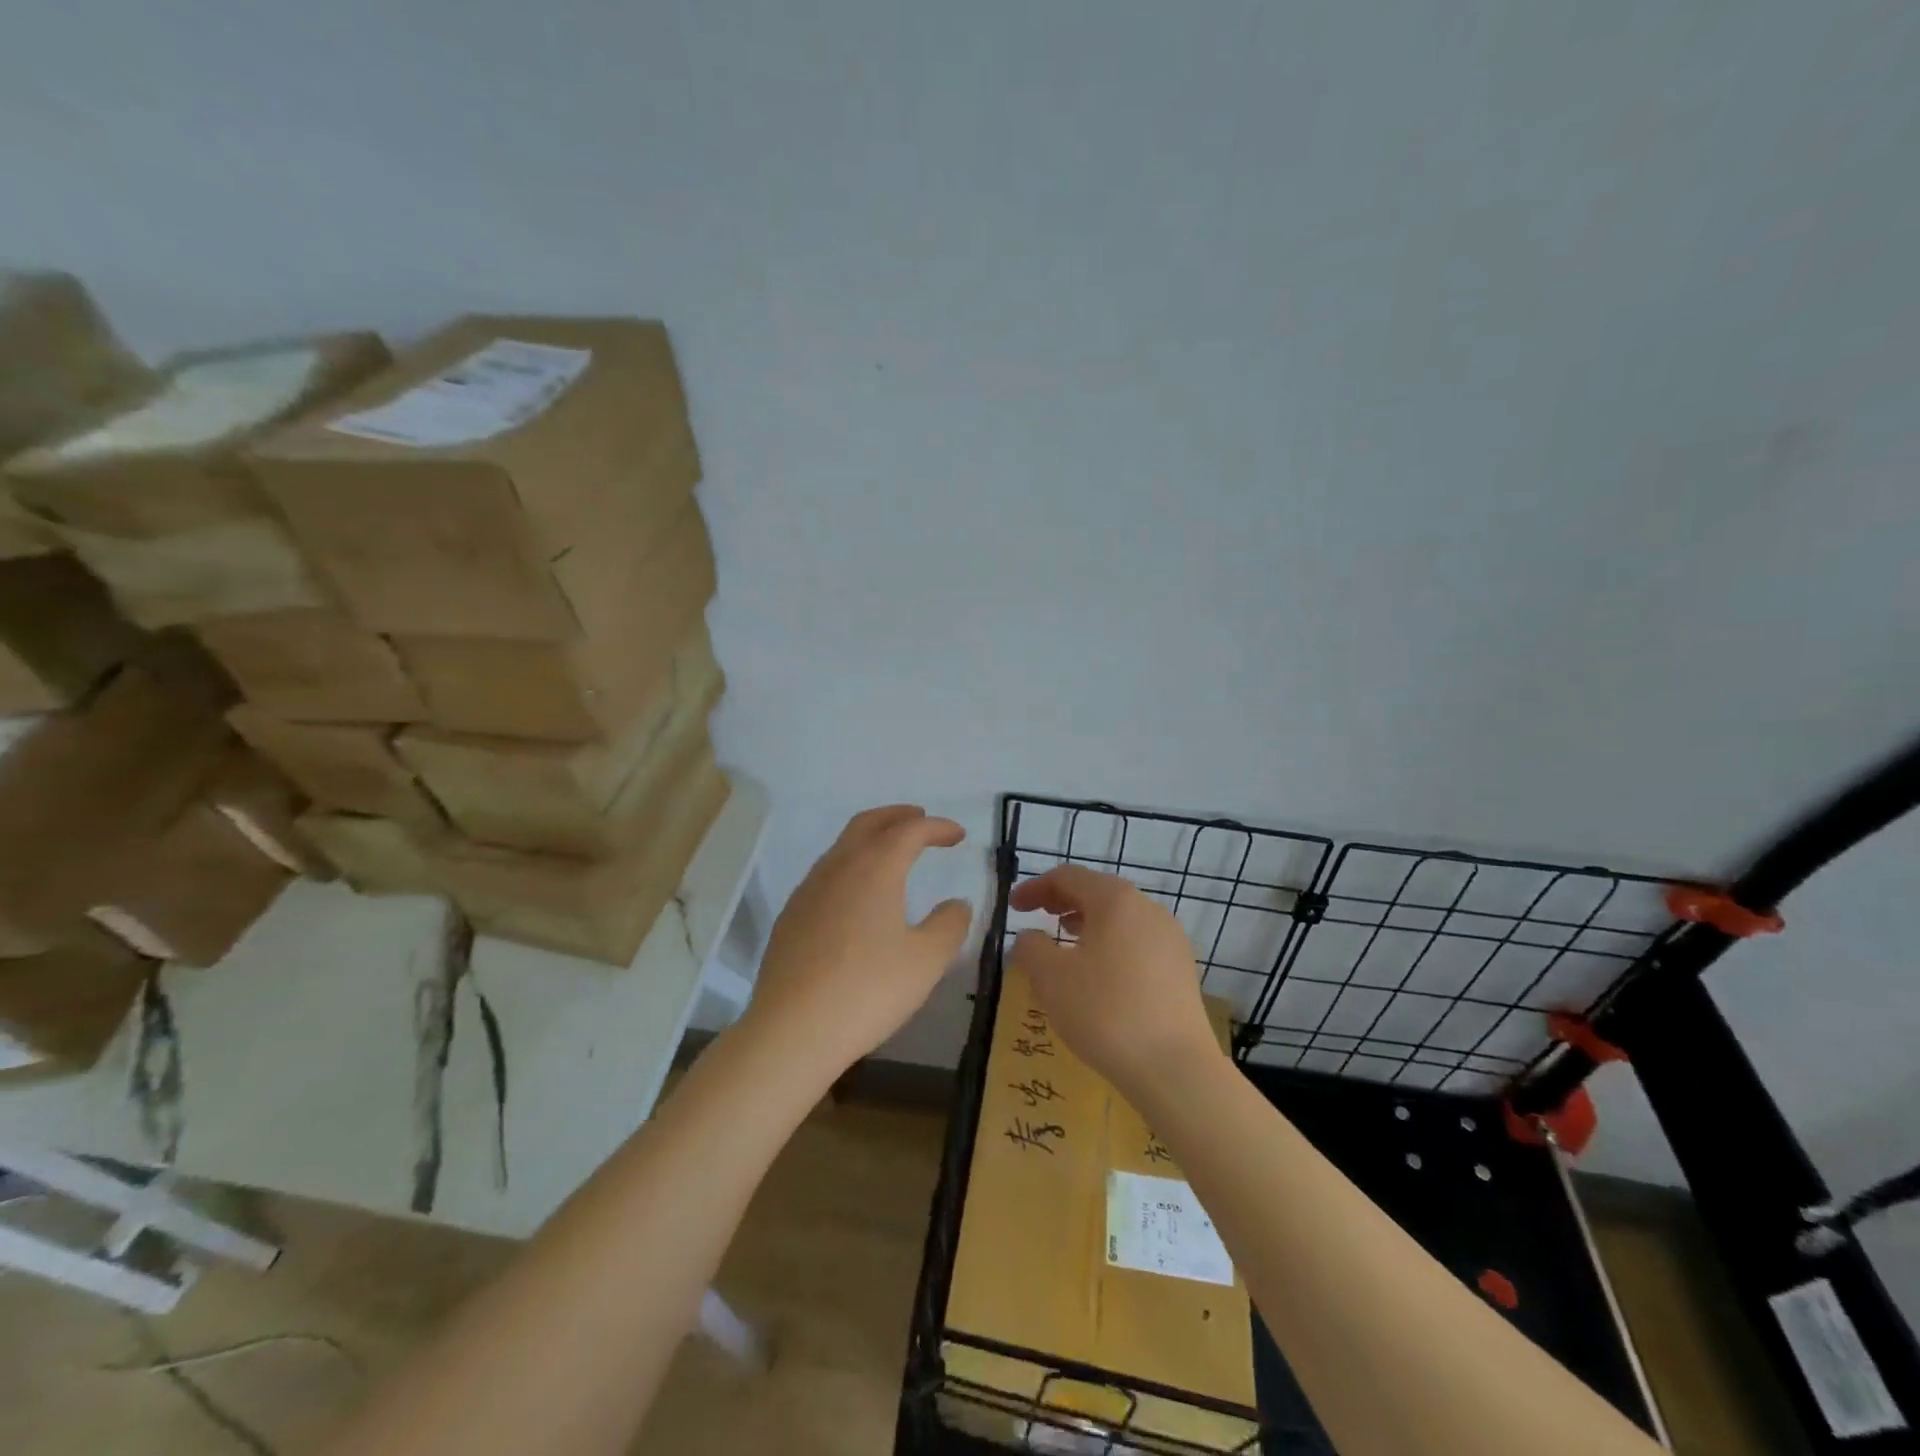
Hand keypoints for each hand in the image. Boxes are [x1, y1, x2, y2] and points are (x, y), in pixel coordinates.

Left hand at [743, 806, 972, 1076]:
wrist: (792, 1030)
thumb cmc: (868, 990)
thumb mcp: (926, 961)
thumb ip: (949, 925)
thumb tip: (957, 904)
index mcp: (875, 868)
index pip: (910, 830)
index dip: (937, 827)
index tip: (958, 835)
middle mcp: (838, 867)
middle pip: (868, 823)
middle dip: (898, 816)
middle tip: (921, 820)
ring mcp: (808, 890)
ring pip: (842, 846)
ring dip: (871, 838)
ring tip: (892, 853)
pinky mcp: (791, 916)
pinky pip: (826, 873)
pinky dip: (850, 865)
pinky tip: (858, 895)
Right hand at [1011, 865, 1223, 1104]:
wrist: (1175, 1068)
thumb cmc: (1105, 1012)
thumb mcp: (1051, 979)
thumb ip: (1031, 948)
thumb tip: (1029, 937)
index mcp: (1116, 901)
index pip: (1069, 877)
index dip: (1035, 887)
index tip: (1013, 907)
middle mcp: (1148, 909)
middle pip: (1098, 891)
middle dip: (1063, 900)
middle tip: (1037, 915)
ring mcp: (1170, 939)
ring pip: (1120, 917)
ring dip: (1087, 922)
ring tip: (1065, 941)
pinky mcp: (1181, 969)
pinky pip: (1137, 941)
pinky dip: (1111, 943)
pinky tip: (1099, 973)